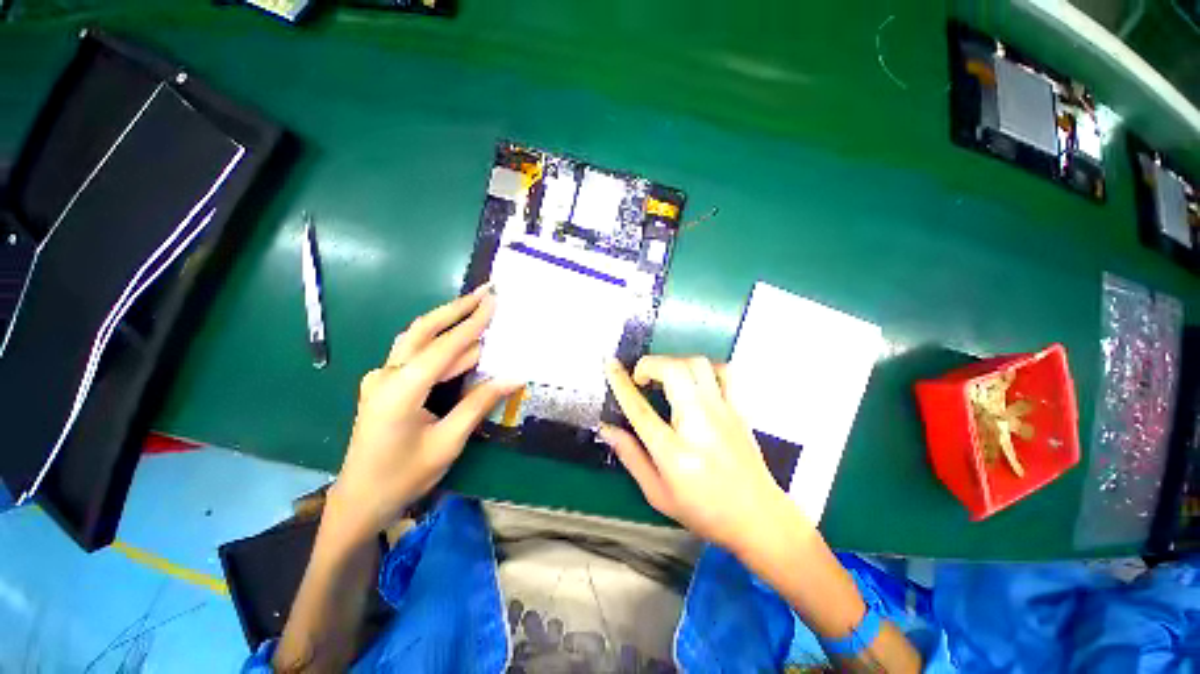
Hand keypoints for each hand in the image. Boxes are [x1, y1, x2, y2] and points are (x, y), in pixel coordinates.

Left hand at [327, 285, 520, 544]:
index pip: (445, 346)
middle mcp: (387, 374)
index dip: (473, 323)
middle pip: (424, 329)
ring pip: (418, 339)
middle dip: (457, 308)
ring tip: (478, 310)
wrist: (358, 501)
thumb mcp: (448, 442)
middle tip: (486, 291)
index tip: (494, 301)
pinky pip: (417, 355)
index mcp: (400, 389)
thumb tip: (513, 377)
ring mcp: (382, 377)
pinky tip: (463, 344)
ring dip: (450, 323)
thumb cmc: (403, 477)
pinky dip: (442, 345)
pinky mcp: (385, 384)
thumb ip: (479, 403)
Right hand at [600, 356, 800, 551]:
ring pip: (697, 364)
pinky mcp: (738, 408)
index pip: (639, 407)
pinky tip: (695, 379)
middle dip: (650, 364)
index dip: (621, 382)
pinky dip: (703, 368)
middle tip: (641, 377)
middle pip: (672, 371)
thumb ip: (630, 457)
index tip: (610, 365)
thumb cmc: (704, 510)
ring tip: (665, 377)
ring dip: (674, 362)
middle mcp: (698, 423)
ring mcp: (722, 412)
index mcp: (673, 451)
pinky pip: (722, 372)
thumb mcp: (657, 493)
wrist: (759, 517)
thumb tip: (607, 429)